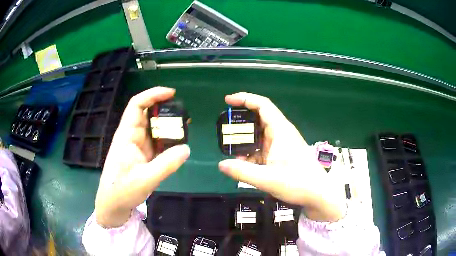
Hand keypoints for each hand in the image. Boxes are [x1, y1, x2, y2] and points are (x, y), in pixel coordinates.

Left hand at [95, 87, 189, 227]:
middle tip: (184, 115)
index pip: (137, 105)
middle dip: (165, 111)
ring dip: (167, 126)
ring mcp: (137, 146)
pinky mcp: (141, 155)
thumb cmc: (122, 191)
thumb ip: (167, 164)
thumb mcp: (145, 179)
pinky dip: (167, 140)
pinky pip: (156, 142)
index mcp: (126, 135)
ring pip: (153, 129)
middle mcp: (131, 136)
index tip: (172, 93)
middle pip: (147, 114)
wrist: (113, 204)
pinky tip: (178, 144)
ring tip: (185, 128)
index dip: (153, 95)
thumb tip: (187, 148)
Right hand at [219, 93, 345, 221]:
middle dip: (241, 123)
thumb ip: (242, 171)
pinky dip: (253, 153)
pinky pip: (264, 148)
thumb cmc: (298, 183)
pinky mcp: (283, 154)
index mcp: (280, 130)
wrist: (318, 194)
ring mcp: (283, 144)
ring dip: (246, 141)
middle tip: (225, 131)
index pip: (262, 105)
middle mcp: (282, 133)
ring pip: (260, 135)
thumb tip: (221, 164)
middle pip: (259, 119)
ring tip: (231, 150)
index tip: (228, 101)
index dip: (244, 99)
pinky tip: (244, 164)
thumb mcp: (267, 179)